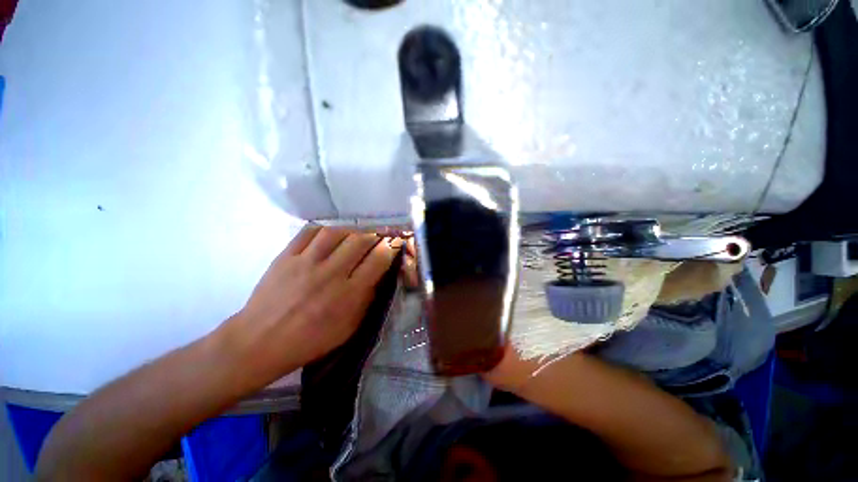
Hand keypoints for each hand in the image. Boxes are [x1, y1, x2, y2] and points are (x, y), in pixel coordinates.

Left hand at [222, 225, 402, 384]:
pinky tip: (329, 236)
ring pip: (336, 232)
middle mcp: (330, 274)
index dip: (391, 247)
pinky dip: (324, 230)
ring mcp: (305, 263)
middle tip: (376, 238)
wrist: (260, 342)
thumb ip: (367, 299)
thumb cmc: (310, 341)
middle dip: (374, 235)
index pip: (378, 260)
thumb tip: (378, 275)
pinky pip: (309, 232)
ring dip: (351, 231)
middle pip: (360, 240)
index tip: (394, 243)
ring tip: (354, 237)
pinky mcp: (286, 257)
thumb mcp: (349, 328)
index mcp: (348, 294)